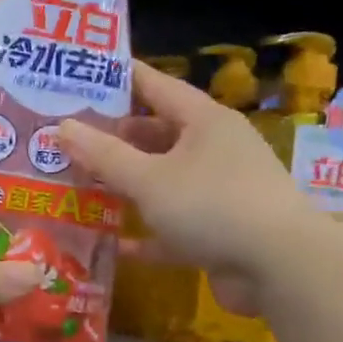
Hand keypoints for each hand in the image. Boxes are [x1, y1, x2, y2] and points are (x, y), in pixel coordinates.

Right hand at [58, 60, 317, 311]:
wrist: (280, 267)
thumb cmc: (212, 206)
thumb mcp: (149, 179)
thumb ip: (104, 155)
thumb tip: (62, 127)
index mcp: (203, 121)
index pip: (155, 85)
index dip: (119, 78)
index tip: (83, 73)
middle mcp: (214, 149)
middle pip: (156, 134)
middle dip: (114, 137)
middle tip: (68, 137)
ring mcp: (218, 191)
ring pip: (163, 180)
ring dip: (127, 184)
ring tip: (80, 183)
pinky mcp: (218, 230)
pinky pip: (172, 225)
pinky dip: (146, 233)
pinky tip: (112, 242)